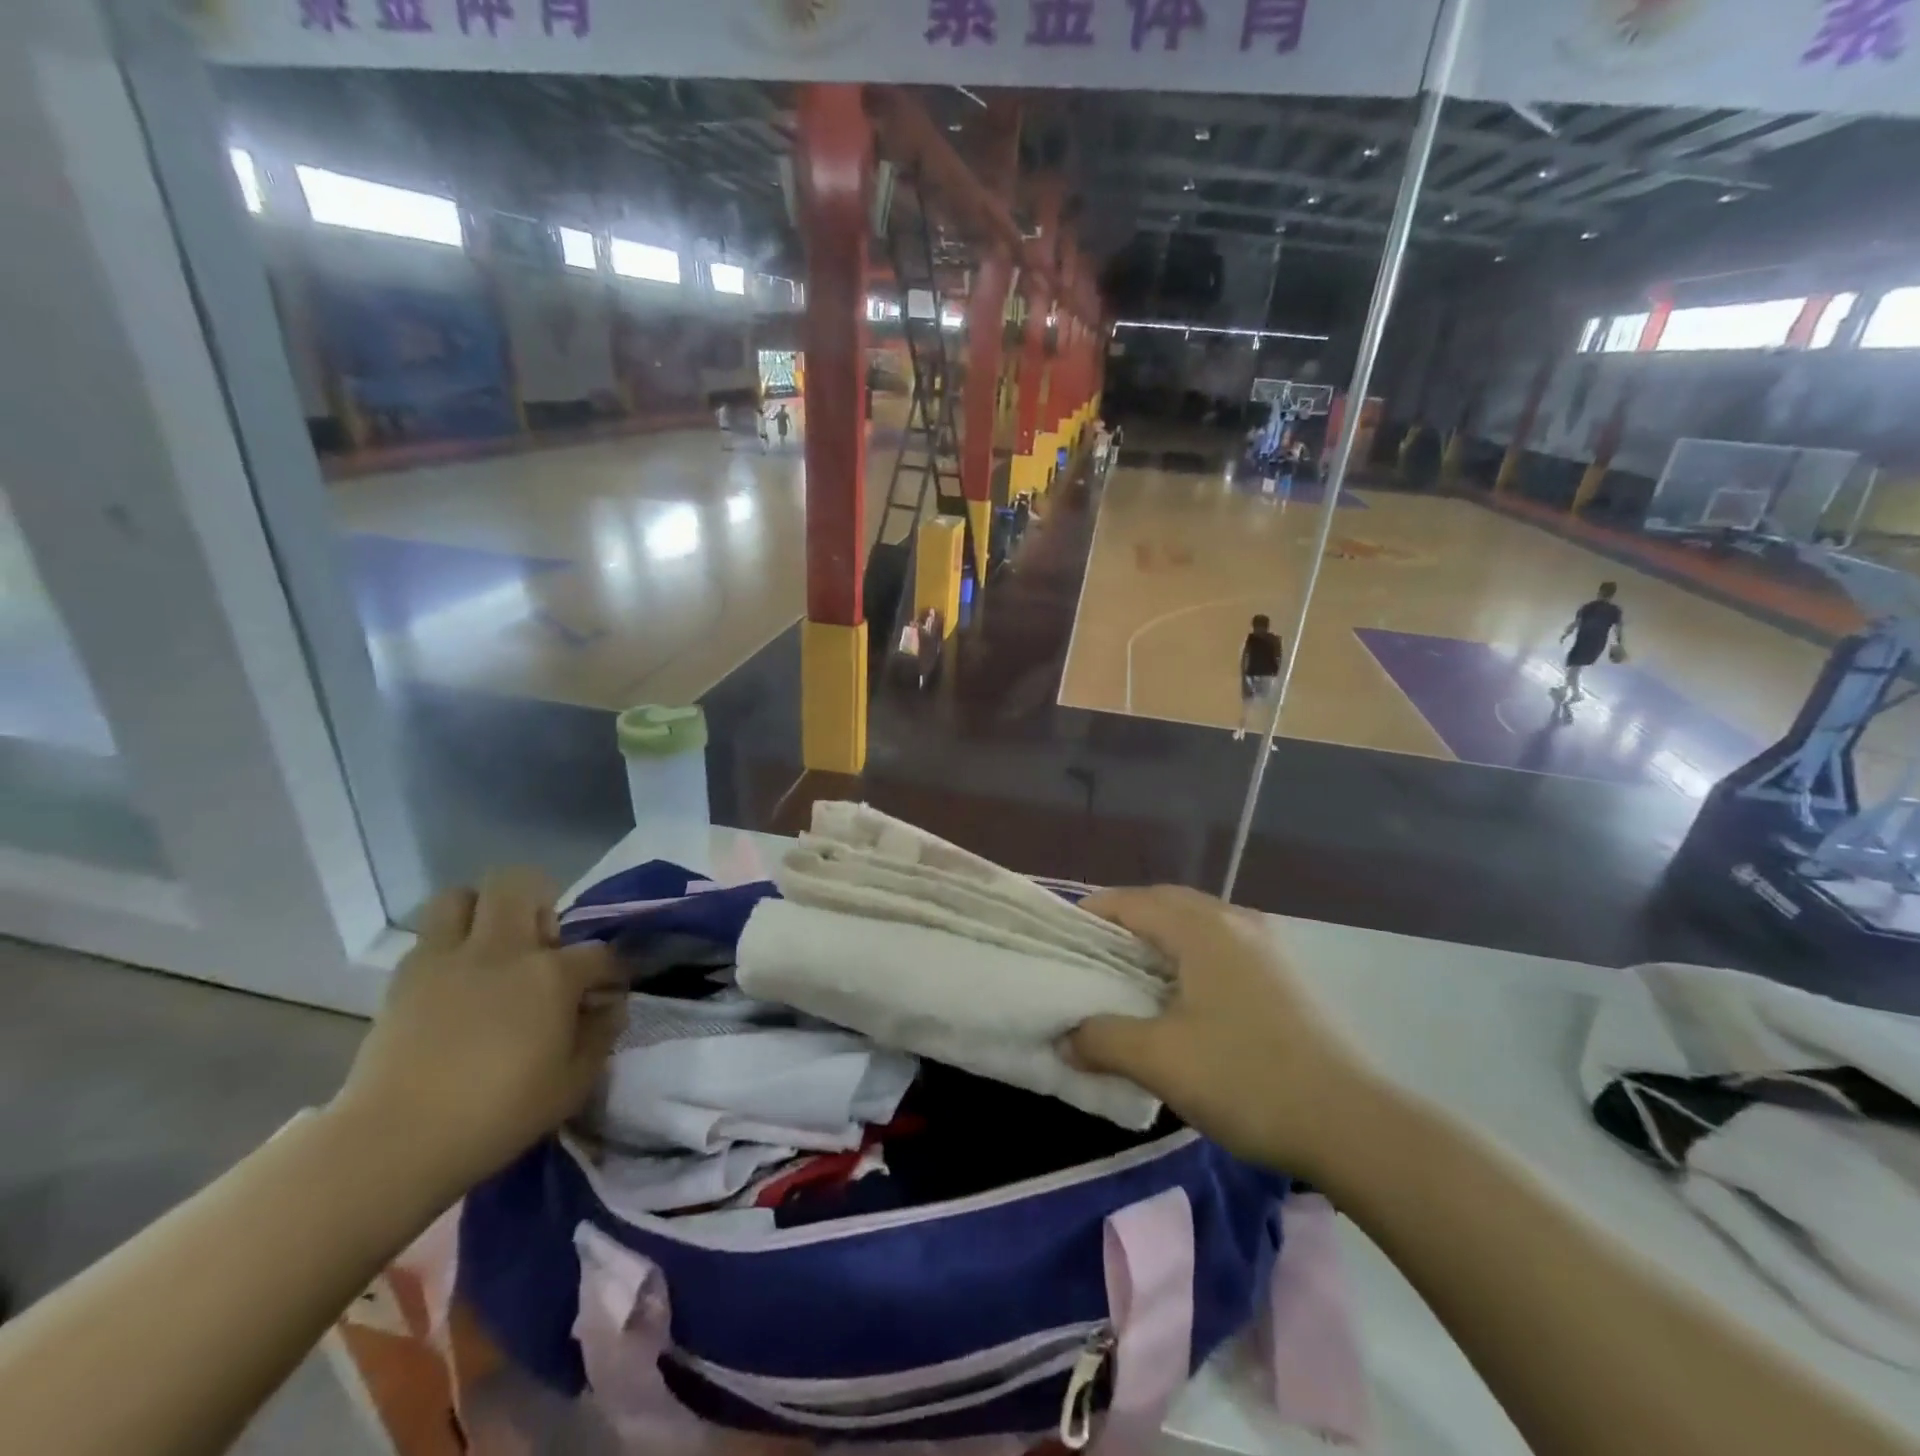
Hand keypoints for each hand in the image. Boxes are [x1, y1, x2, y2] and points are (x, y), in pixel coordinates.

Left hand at [330, 869, 626, 1198]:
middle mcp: (502, 950)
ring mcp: (447, 959)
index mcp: (551, 974)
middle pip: (520, 884)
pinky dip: (447, 947)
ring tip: (493, 948)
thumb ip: (600, 1035)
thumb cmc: (498, 1113)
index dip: (612, 970)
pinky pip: (429, 937)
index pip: (599, 953)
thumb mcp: (573, 1083)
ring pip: (462, 896)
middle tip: (542, 943)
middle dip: (539, 901)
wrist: (394, 1141)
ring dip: (483, 911)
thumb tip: (609, 1007)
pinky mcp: (404, 978)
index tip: (610, 990)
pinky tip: (456, 983)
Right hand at [1069, 886, 1376, 1179]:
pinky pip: (1220, 946)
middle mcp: (1235, 921)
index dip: (1091, 915)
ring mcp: (1266, 946)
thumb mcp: (1160, 1060)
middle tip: (1091, 957)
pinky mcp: (1284, 975)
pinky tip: (1183, 997)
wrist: (1354, 1124)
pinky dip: (1189, 956)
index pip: (1131, 902)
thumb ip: (1102, 1039)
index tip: (1061, 942)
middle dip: (1123, 922)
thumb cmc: (1247, 1078)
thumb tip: (1065, 1039)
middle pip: (1164, 904)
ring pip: (1196, 924)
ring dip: (1158, 939)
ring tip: (1131, 975)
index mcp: (1202, 927)